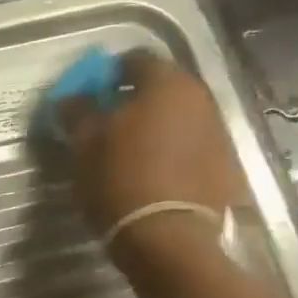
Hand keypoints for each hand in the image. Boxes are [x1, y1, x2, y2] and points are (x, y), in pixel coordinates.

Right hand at [58, 50, 246, 271]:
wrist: (171, 237)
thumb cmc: (121, 181)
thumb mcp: (85, 146)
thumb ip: (77, 113)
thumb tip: (72, 98)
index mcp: (165, 83)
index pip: (133, 60)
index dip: (107, 75)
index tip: (88, 96)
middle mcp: (200, 97)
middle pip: (161, 88)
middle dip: (133, 102)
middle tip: (105, 125)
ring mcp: (218, 131)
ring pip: (178, 118)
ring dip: (154, 128)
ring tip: (128, 154)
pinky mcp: (225, 165)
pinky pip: (190, 147)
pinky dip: (171, 153)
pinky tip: (152, 175)